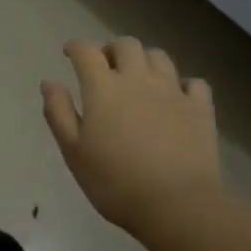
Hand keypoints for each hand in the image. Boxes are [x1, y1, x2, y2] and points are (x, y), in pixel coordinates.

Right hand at [42, 38, 222, 233]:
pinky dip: (183, 84)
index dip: (76, 47)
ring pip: (159, 56)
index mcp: (103, 87)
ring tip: (139, 77)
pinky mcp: (200, 108)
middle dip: (112, 49)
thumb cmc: (116, 182)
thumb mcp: (74, 152)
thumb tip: (50, 82)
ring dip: (145, 60)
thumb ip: (58, 112)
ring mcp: (173, 90)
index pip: (86, 51)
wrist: (178, 205)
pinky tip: (177, 97)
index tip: (69, 52)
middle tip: (105, 66)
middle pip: (126, 45)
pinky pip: (194, 83)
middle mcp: (138, 78)